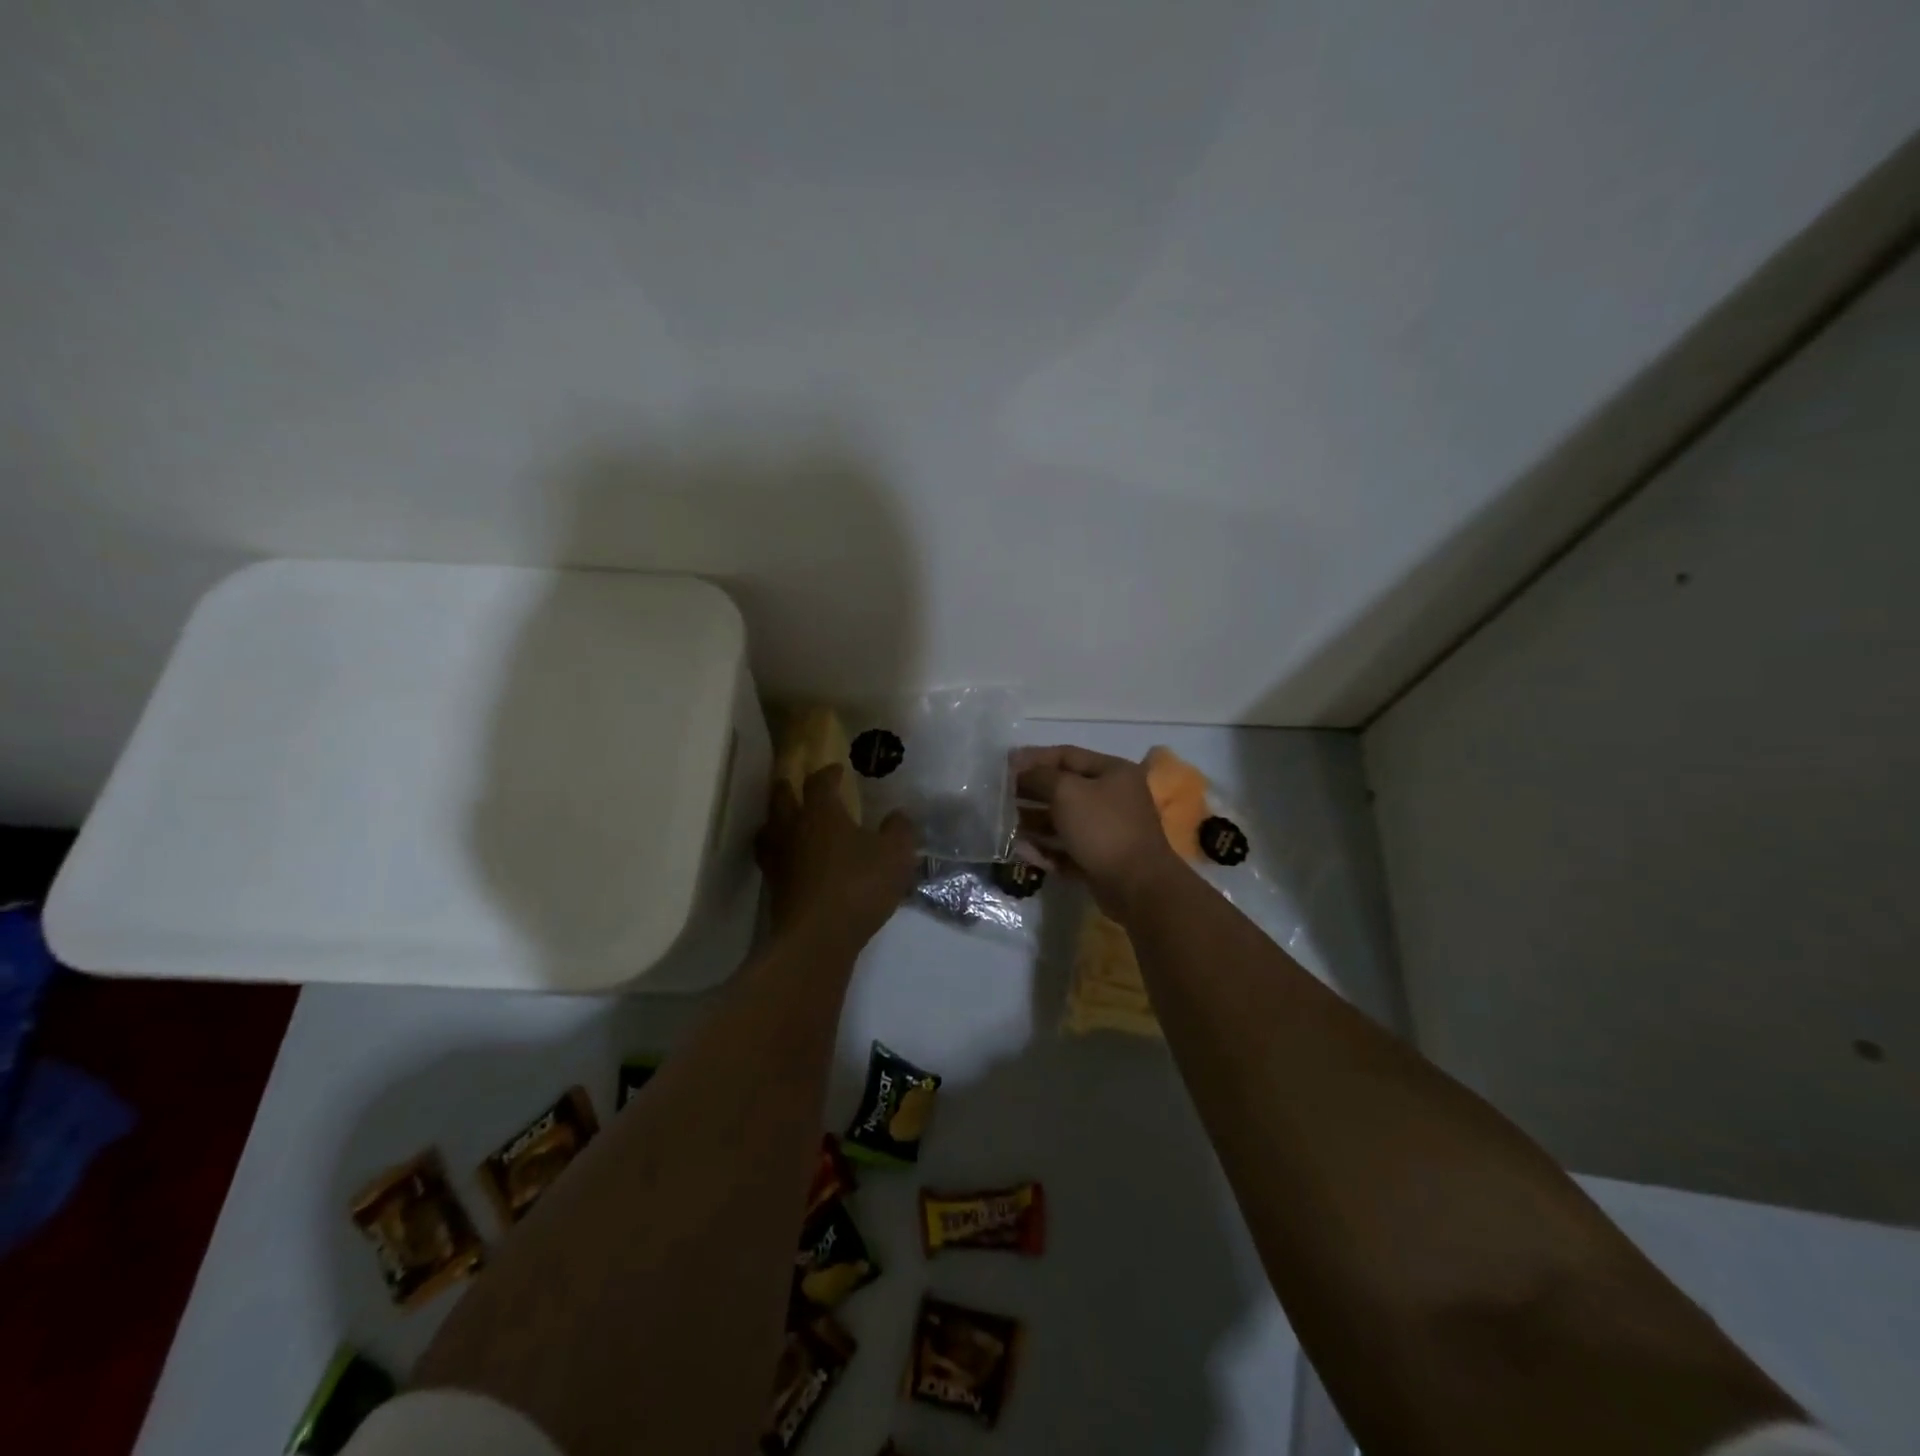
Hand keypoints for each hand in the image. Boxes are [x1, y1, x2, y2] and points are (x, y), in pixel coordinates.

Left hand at [756, 765, 916, 946]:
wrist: (817, 938)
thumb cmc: (858, 885)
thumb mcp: (895, 855)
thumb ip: (899, 831)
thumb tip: (897, 816)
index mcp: (821, 812)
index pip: (818, 782)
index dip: (828, 774)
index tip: (836, 770)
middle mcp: (792, 829)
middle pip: (780, 799)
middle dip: (788, 788)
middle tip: (796, 786)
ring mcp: (778, 860)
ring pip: (769, 830)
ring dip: (776, 821)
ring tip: (786, 823)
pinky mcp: (774, 889)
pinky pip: (772, 861)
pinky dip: (780, 855)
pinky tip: (794, 863)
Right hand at [1011, 745, 1184, 920]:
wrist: (1136, 885)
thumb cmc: (1102, 828)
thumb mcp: (1066, 792)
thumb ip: (1039, 776)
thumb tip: (1020, 771)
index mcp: (1112, 772)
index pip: (1067, 755)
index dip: (1034, 758)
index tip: (1004, 765)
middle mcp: (1112, 797)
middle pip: (1063, 789)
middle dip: (1031, 792)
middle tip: (1000, 797)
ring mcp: (1107, 830)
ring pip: (1063, 821)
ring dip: (1033, 822)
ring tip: (1005, 826)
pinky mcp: (1100, 859)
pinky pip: (1067, 848)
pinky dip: (1046, 849)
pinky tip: (1022, 852)